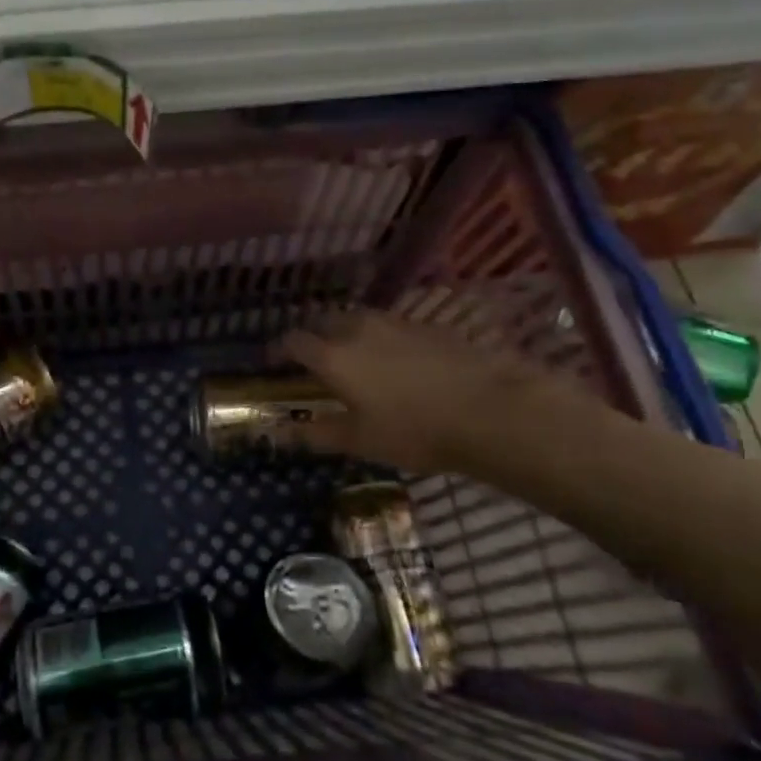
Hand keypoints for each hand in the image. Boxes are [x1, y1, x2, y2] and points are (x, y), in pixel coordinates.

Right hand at [275, 309, 585, 474]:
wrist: (490, 408)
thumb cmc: (414, 430)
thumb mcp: (359, 441)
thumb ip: (315, 433)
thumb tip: (278, 433)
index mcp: (333, 355)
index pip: (293, 341)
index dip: (277, 350)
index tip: (271, 362)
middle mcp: (358, 328)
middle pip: (323, 322)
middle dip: (311, 338)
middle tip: (312, 361)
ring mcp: (394, 322)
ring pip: (357, 320)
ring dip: (345, 334)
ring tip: (353, 359)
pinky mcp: (426, 325)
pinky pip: (388, 326)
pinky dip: (378, 338)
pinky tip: (394, 362)